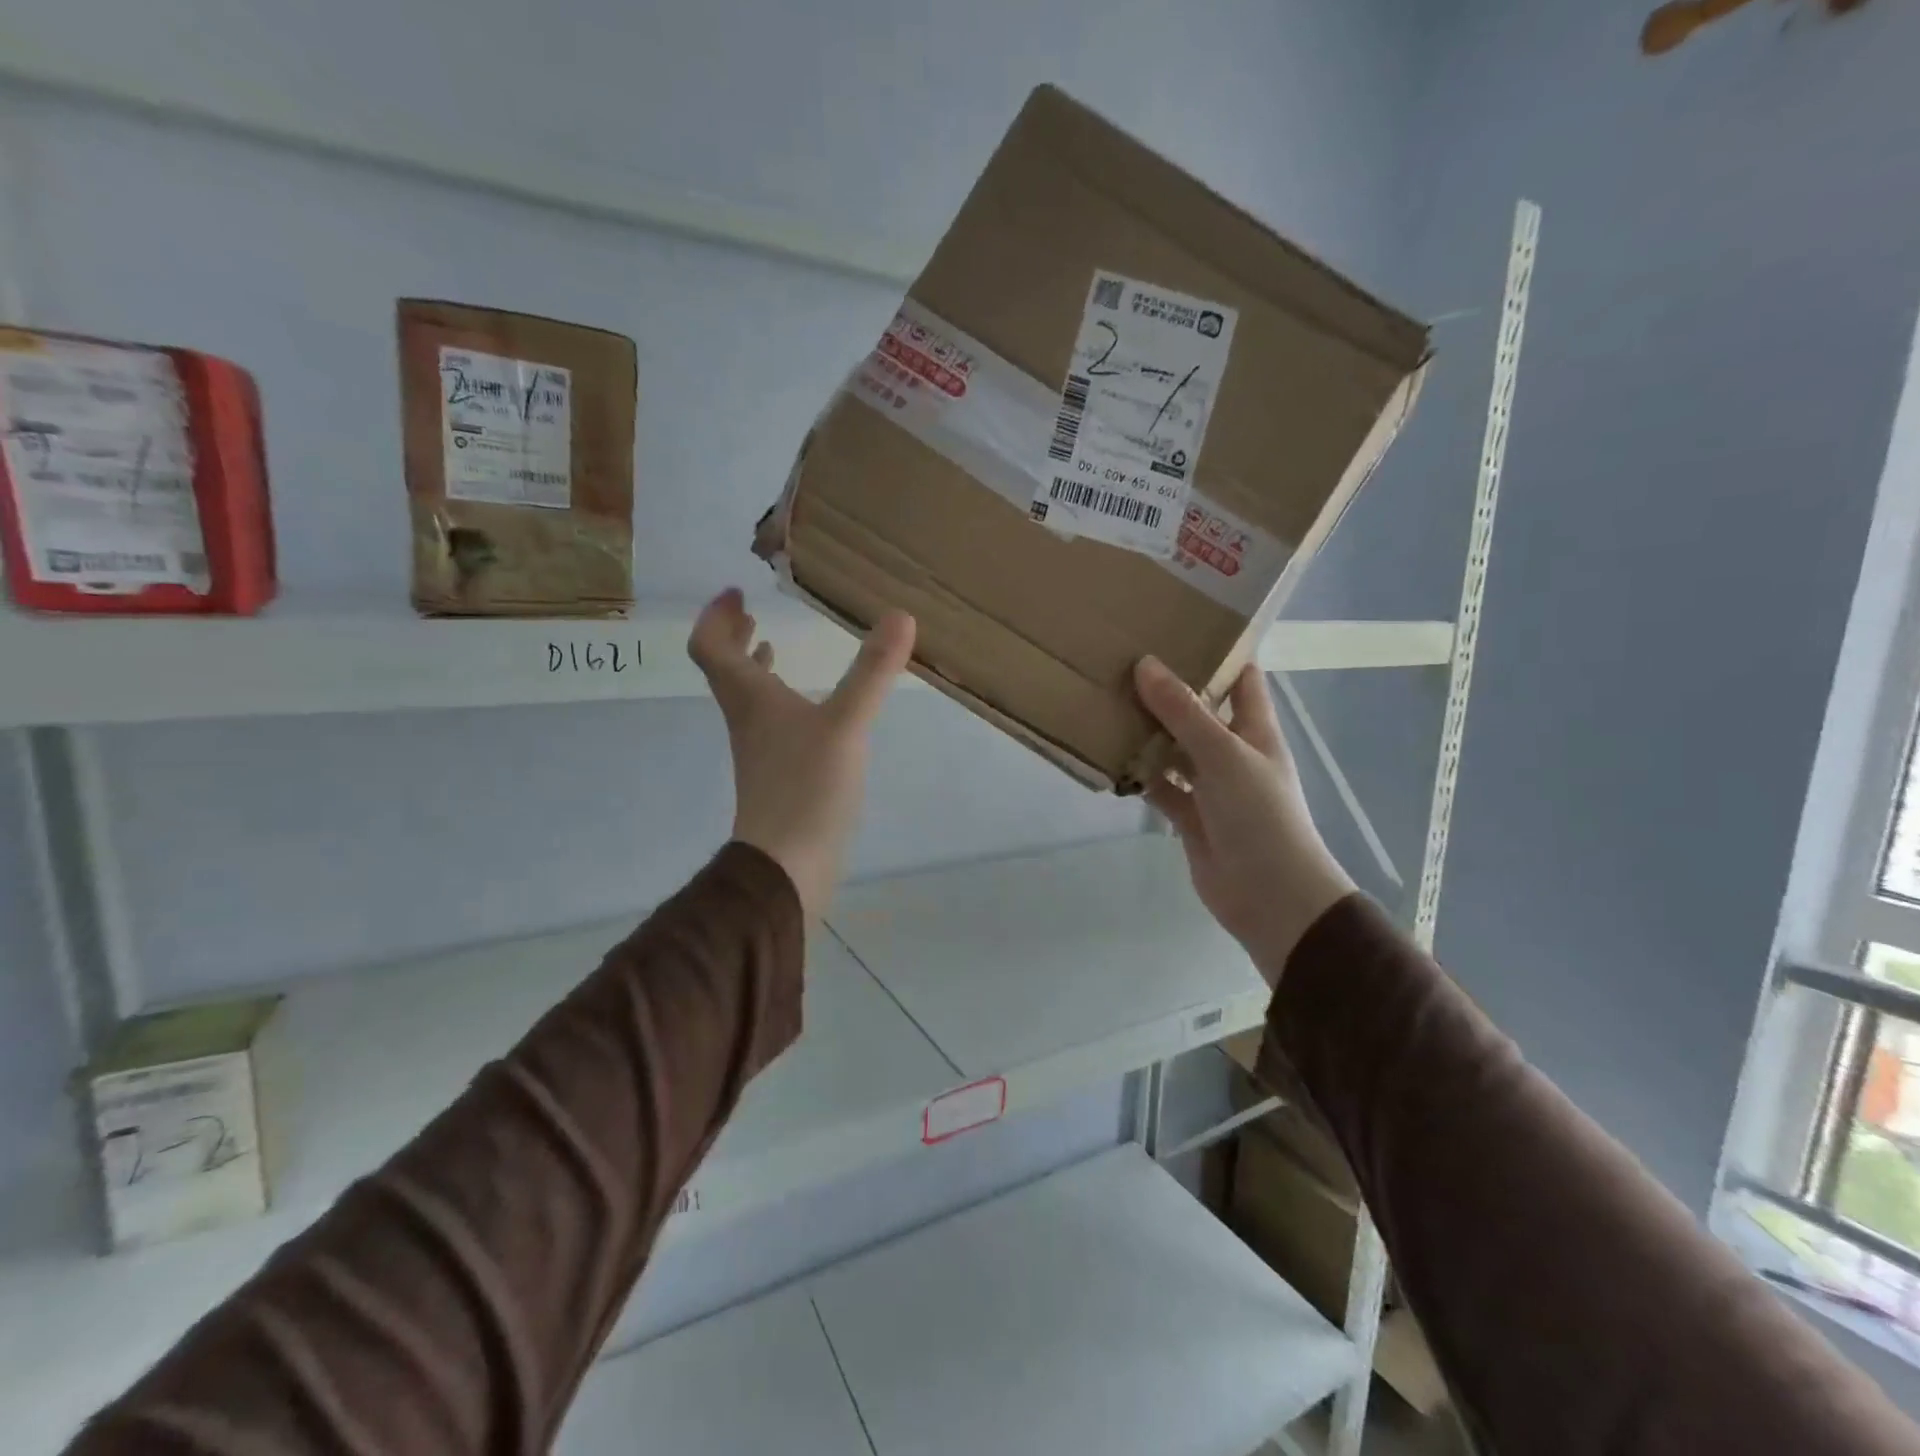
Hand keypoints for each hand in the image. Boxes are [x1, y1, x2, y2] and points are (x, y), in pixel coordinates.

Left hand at [689, 589, 915, 917]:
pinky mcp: (777, 772)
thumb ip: (873, 671)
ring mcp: (760, 748)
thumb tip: (900, 615)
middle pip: (723, 668)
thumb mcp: (846, 724)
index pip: (710, 646)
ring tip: (770, 644)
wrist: (788, 864)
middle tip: (748, 611)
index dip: (716, 616)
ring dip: (753, 665)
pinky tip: (807, 706)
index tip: (735, 593)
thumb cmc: (807, 788)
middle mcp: (746, 718)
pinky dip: (779, 698)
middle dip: (732, 635)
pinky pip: (769, 720)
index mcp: (749, 698)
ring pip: (745, 695)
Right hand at [1134, 657, 1355, 983]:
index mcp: (1255, 729)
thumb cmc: (1259, 815)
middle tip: (1123, 660)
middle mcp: (1233, 752)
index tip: (1177, 625)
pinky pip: (1161, 786)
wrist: (1270, 895)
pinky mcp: (1190, 816)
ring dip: (1148, 732)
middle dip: (1168, 690)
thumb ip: (1183, 712)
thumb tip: (1146, 663)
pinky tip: (1109, 756)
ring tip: (1107, 701)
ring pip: (1175, 749)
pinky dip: (1140, 774)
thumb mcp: (1223, 754)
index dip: (1218, 651)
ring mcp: (1211, 786)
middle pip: (1199, 711)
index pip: (1241, 677)